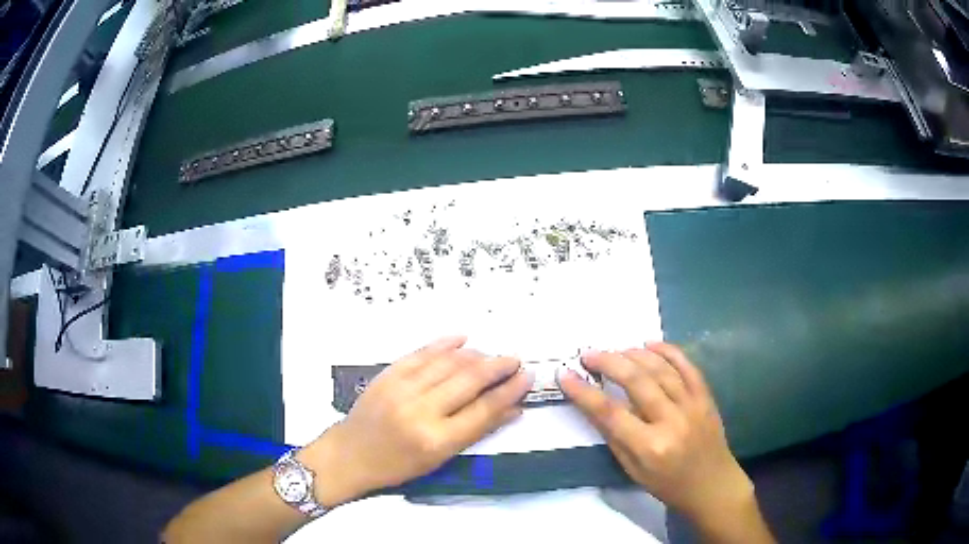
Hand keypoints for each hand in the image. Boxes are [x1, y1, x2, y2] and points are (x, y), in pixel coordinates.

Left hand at [302, 336, 532, 504]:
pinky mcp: (388, 375)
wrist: (350, 455)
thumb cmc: (397, 466)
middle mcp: (421, 411)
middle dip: (498, 367)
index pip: (484, 410)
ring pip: (448, 363)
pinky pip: (421, 353)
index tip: (526, 378)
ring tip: (492, 355)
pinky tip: (462, 339)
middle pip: (469, 381)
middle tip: (515, 360)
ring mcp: (402, 389)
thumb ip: (477, 431)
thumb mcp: (440, 458)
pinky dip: (444, 344)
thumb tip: (511, 410)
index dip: (509, 391)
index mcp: (437, 440)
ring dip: (475, 355)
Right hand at [559, 343, 756, 526]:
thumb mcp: (632, 471)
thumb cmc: (667, 484)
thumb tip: (593, 405)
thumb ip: (614, 437)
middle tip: (588, 354)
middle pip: (637, 382)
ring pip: (661, 369)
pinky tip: (650, 344)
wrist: (712, 484)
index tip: (565, 375)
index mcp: (649, 447)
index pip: (610, 413)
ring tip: (615, 349)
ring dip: (635, 354)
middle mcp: (671, 421)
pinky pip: (687, 366)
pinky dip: (668, 351)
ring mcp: (692, 405)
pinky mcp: (706, 397)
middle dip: (609, 363)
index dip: (584, 392)